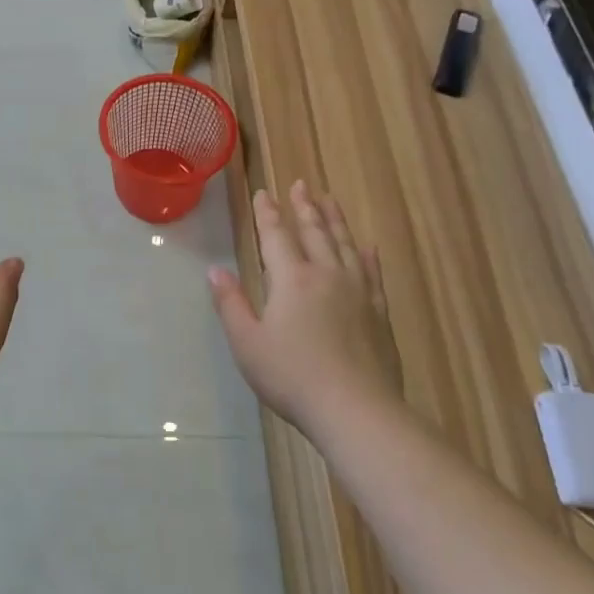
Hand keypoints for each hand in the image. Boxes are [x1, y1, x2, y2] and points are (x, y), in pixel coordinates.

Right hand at [207, 181, 402, 435]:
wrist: (354, 409)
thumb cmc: (291, 376)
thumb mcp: (247, 342)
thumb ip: (231, 303)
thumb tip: (215, 270)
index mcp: (291, 280)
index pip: (276, 236)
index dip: (268, 213)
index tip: (264, 192)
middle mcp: (326, 275)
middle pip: (314, 232)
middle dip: (304, 207)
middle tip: (301, 184)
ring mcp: (357, 292)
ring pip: (345, 245)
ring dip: (336, 220)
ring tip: (330, 200)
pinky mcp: (378, 312)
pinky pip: (373, 273)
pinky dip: (368, 256)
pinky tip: (368, 247)